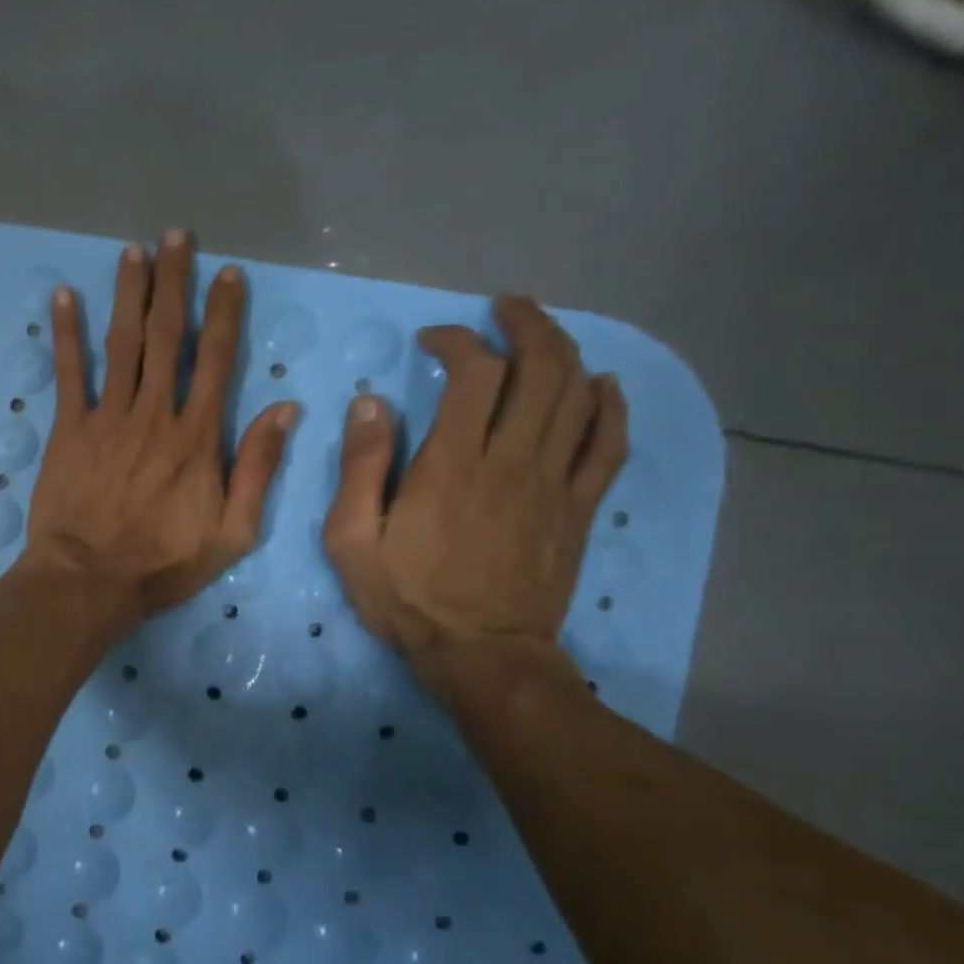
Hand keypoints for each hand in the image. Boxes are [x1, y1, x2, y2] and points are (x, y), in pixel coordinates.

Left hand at [19, 230, 298, 635]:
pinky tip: (64, 297)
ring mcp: (108, 418)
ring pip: (122, 343)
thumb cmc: (162, 564)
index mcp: (197, 437)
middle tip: (176, 236)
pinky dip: (67, 333)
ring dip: (129, 293)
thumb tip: (285, 409)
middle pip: (167, 336)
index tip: (228, 273)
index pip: (216, 360)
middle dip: (174, 283)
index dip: (224, 313)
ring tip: (134, 251)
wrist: (89, 581)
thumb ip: (258, 469)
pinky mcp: (69, 429)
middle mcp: (155, 414)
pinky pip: (69, 372)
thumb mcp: (232, 532)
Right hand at [323, 296, 628, 691]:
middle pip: (541, 370)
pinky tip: (603, 384)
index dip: (457, 341)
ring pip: (579, 397)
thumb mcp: (351, 540)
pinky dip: (611, 406)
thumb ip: (361, 468)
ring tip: (543, 330)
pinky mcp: (578, 509)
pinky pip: (609, 444)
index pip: (473, 374)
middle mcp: (512, 461)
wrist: (480, 655)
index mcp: (452, 465)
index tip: (431, 340)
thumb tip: (370, 403)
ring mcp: (554, 483)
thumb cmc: (406, 598)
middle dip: (526, 325)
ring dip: (566, 351)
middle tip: (503, 308)